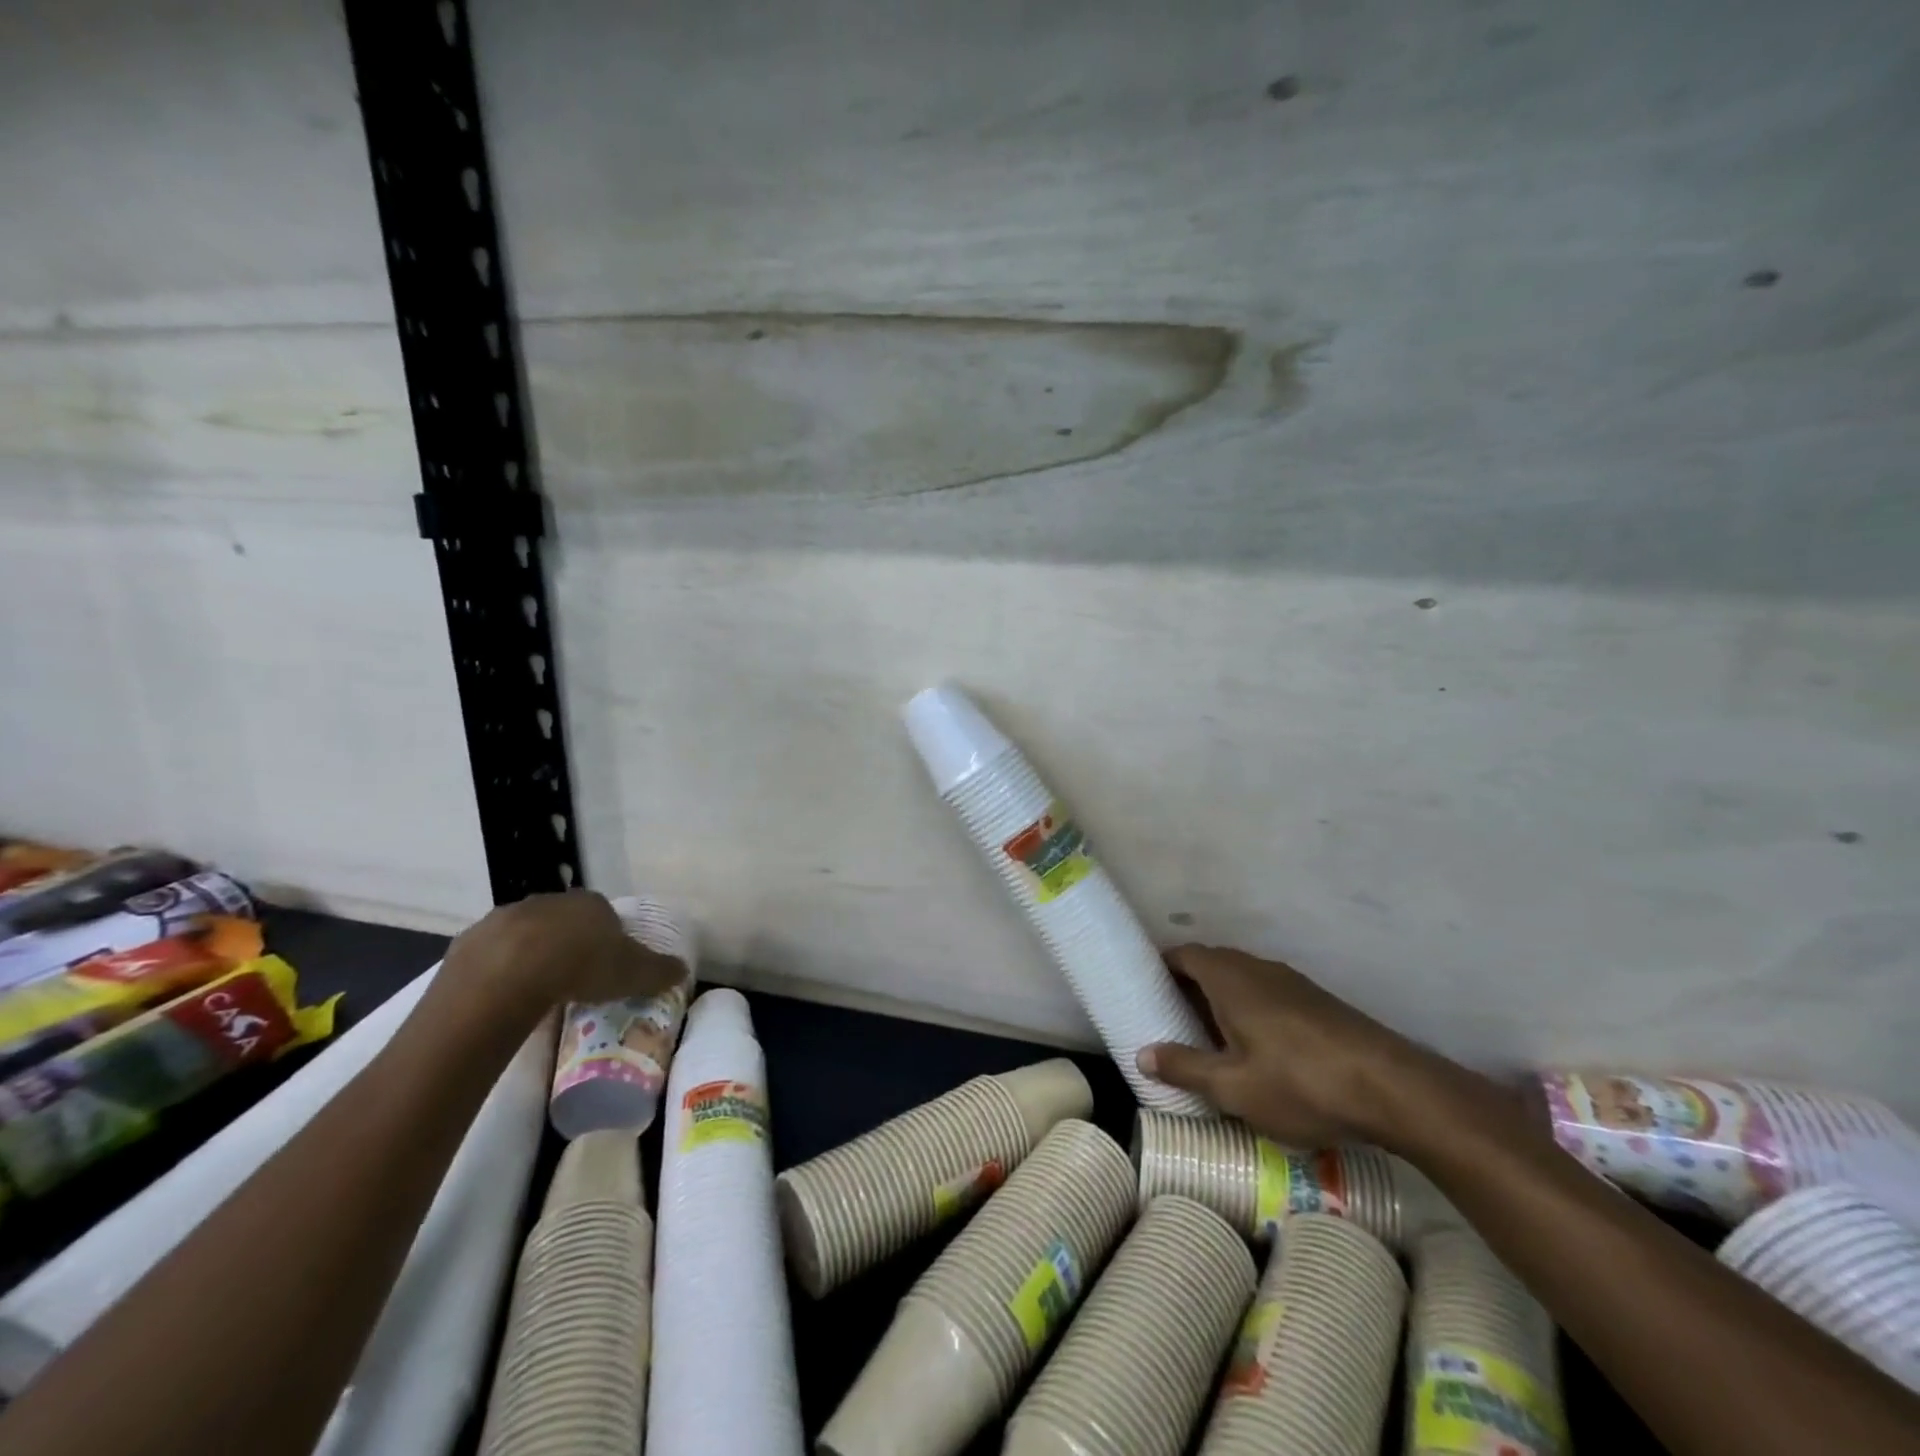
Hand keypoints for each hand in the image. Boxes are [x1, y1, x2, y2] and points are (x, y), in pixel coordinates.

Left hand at [439, 891, 687, 1022]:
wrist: (509, 976)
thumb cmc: (582, 966)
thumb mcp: (634, 972)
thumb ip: (660, 970)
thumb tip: (683, 971)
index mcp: (590, 903)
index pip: (603, 915)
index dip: (606, 937)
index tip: (607, 964)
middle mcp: (549, 901)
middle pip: (563, 921)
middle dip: (567, 943)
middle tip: (573, 978)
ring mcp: (506, 917)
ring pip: (524, 935)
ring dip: (530, 955)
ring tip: (537, 991)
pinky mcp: (470, 941)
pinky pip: (489, 955)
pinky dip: (497, 970)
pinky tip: (502, 996)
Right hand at [1138, 944, 1453, 1148]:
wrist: (1392, 1088)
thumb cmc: (1299, 1082)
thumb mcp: (1232, 1087)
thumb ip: (1184, 1067)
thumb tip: (1142, 1054)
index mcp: (1229, 978)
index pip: (1184, 954)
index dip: (1161, 966)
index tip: (1145, 988)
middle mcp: (1257, 968)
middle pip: (1212, 964)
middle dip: (1188, 986)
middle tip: (1169, 1018)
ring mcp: (1292, 982)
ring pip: (1242, 979)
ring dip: (1221, 999)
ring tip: (1208, 1037)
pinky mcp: (1317, 1002)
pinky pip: (1268, 993)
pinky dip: (1250, 1009)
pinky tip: (1256, 1048)